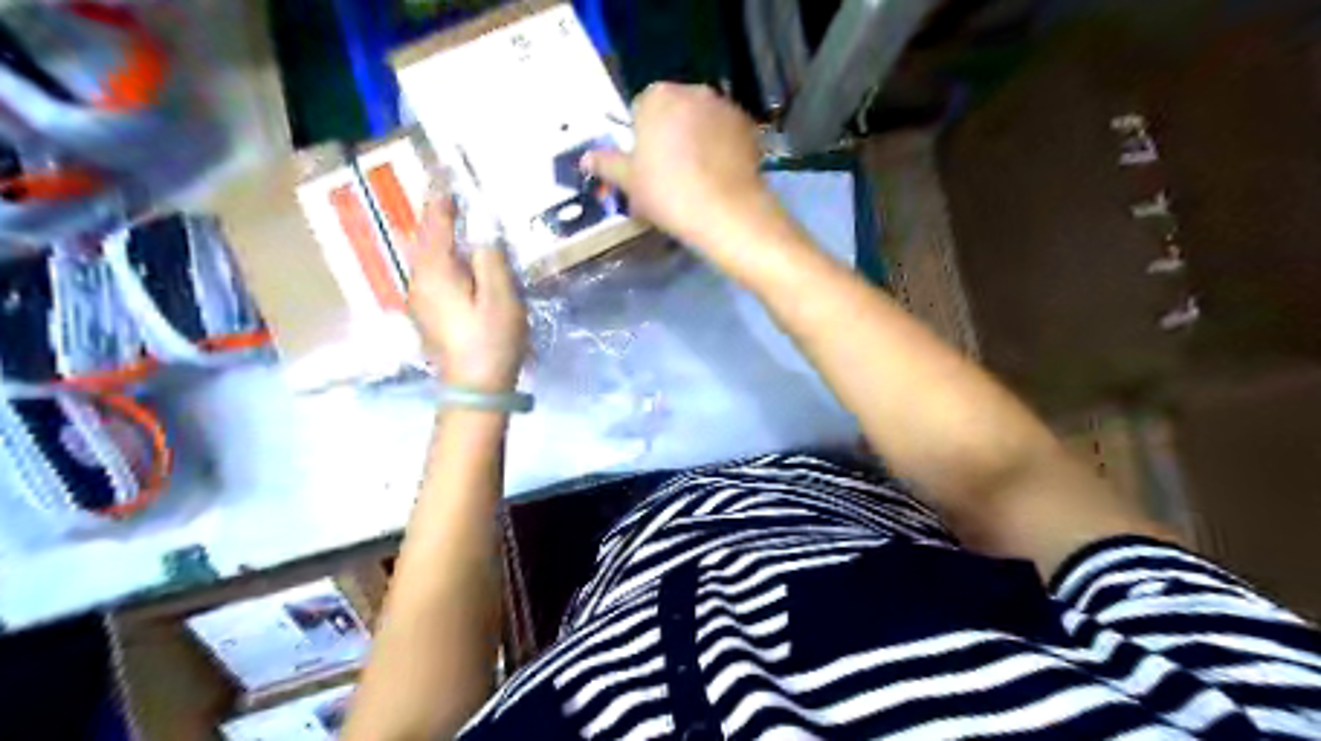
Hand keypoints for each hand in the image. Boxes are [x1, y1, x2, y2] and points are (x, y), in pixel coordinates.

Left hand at [408, 194, 527, 393]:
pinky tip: (454, 256)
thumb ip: (490, 258)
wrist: (474, 388)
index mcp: (435, 271)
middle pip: (424, 238)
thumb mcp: (500, 296)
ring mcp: (419, 298)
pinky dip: (440, 255)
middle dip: (435, 214)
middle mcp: (418, 280)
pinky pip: (430, 272)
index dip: (442, 198)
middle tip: (450, 192)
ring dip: (437, 234)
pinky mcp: (427, 313)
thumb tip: (482, 231)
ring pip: (425, 256)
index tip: (446, 174)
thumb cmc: (491, 341)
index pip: (435, 223)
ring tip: (452, 217)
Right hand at [583, 84, 770, 248]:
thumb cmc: (668, 194)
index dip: (641, 140)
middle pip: (673, 112)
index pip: (640, 110)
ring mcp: (724, 106)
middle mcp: (692, 91)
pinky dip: (720, 147)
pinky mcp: (748, 126)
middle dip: (669, 135)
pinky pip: (725, 133)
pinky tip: (718, 176)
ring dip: (696, 139)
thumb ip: (607, 164)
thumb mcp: (629, 183)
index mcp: (657, 96)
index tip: (646, 168)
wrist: (727, 212)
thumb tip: (586, 157)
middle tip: (669, 174)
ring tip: (696, 178)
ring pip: (701, 121)